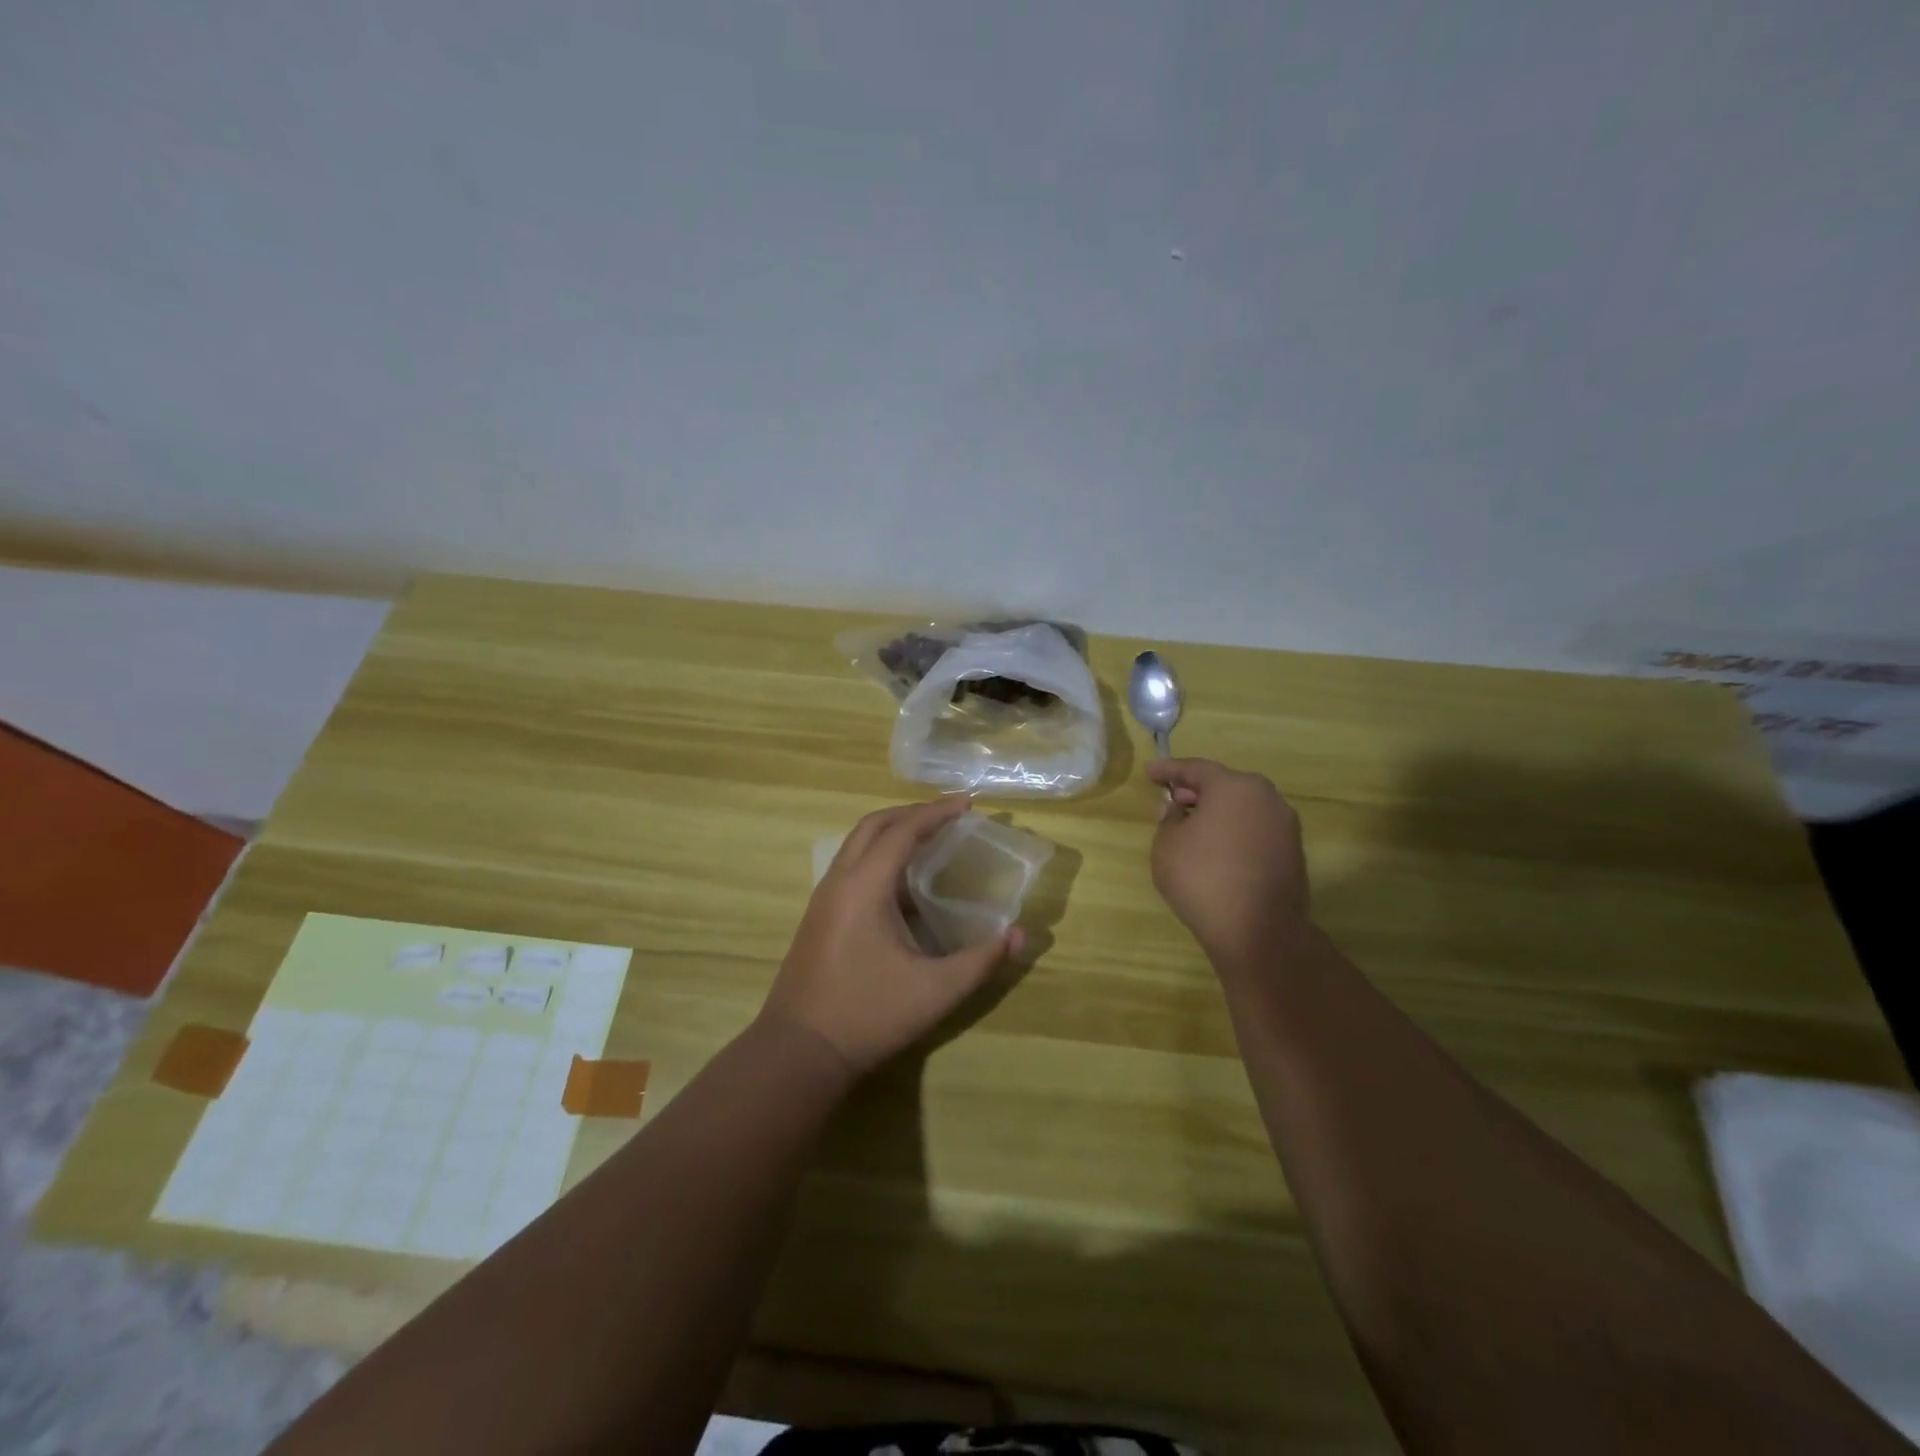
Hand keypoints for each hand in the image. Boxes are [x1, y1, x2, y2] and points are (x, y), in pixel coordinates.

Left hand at [763, 797, 1023, 1075]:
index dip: (936, 813)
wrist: (799, 1051)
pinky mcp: (818, 918)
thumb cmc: (868, 1014)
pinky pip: (850, 868)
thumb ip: (981, 960)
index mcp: (865, 886)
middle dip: (911, 813)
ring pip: (856, 845)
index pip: (903, 831)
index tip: (967, 803)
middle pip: (873, 826)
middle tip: (948, 816)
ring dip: (891, 833)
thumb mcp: (935, 990)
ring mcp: (823, 899)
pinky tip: (902, 888)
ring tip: (928, 841)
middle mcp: (839, 881)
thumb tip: (1019, 935)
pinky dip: (878, 858)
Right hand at [1147, 758, 1311, 969]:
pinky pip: (1256, 829)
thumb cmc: (1203, 878)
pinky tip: (1217, 847)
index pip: (1196, 769)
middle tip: (1173, 798)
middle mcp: (1266, 798)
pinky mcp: (1293, 852)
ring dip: (1218, 810)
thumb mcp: (1167, 845)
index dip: (1169, 769)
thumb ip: (1169, 819)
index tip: (1149, 772)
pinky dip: (1234, 830)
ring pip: (1244, 807)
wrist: (1259, 932)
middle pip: (1225, 784)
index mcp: (1234, 787)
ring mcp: (1285, 825)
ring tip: (1193, 824)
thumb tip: (1177, 809)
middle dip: (1196, 789)